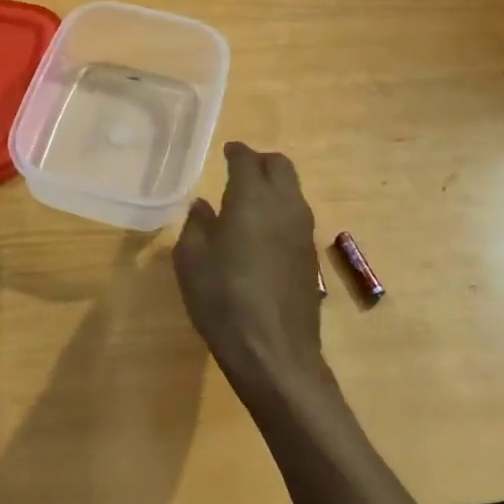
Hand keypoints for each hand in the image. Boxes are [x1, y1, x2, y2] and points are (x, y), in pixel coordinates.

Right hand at [173, 141, 328, 396]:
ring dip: (274, 186)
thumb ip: (197, 225)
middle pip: (281, 166)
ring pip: (293, 190)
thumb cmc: (223, 300)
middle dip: (261, 162)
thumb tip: (203, 207)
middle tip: (240, 170)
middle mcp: (285, 205)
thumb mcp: (192, 260)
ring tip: (248, 201)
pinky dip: (281, 211)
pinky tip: (262, 233)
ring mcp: (304, 231)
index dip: (236, 152)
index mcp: (253, 198)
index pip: (248, 160)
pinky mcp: (311, 255)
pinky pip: (296, 216)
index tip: (227, 151)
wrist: (274, 352)